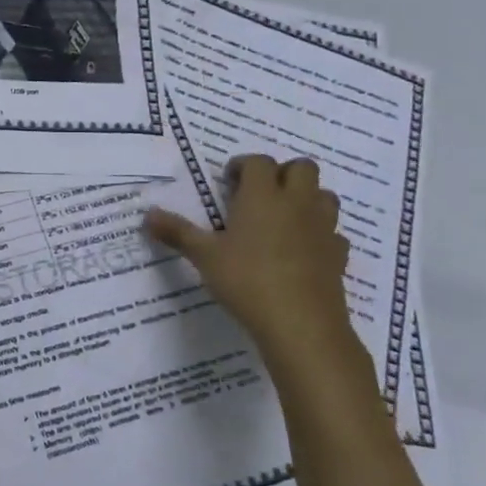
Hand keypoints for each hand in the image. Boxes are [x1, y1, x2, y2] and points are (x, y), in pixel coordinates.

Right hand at [145, 155, 356, 368]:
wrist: (300, 323)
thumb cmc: (246, 280)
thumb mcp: (204, 256)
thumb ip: (177, 232)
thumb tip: (147, 215)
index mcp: (262, 196)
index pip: (259, 162)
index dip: (244, 165)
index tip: (229, 180)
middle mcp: (296, 203)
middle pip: (302, 168)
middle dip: (282, 173)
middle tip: (259, 194)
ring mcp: (322, 228)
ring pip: (324, 196)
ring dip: (307, 198)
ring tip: (283, 218)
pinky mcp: (338, 255)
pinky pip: (334, 233)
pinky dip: (320, 235)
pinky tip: (304, 251)